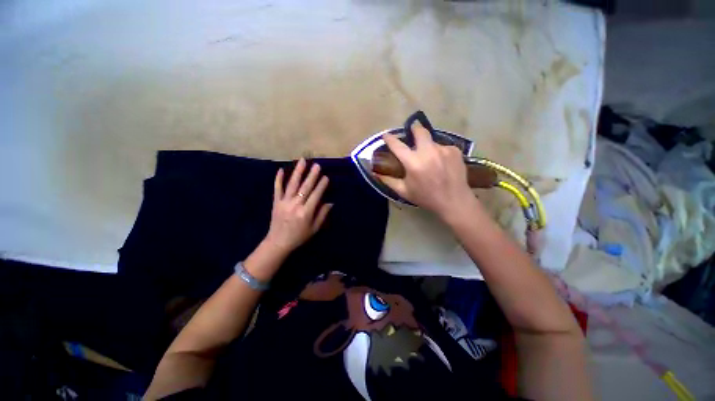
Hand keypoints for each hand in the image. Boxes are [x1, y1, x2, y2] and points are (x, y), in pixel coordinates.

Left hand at [264, 158, 332, 253]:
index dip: (321, 186)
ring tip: (303, 161)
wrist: (278, 242)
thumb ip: (322, 214)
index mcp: (306, 212)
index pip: (316, 195)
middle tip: (317, 165)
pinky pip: (277, 189)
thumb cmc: (299, 236)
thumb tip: (330, 203)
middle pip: (305, 187)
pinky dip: (278, 179)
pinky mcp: (276, 202)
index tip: (326, 177)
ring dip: (298, 172)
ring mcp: (284, 202)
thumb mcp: (314, 228)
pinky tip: (281, 169)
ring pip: (292, 184)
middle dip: (312, 175)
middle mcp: (295, 205)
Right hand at [378, 122, 476, 219]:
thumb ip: (388, 180)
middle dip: (414, 128)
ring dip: (427, 146)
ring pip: (432, 141)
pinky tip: (441, 163)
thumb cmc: (426, 197)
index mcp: (413, 163)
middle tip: (412, 131)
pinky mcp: (455, 150)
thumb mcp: (404, 191)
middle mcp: (428, 152)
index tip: (386, 135)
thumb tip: (375, 173)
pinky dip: (439, 152)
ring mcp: (443, 149)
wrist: (454, 201)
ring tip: (429, 159)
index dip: (390, 139)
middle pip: (420, 131)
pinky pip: (443, 147)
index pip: (397, 146)